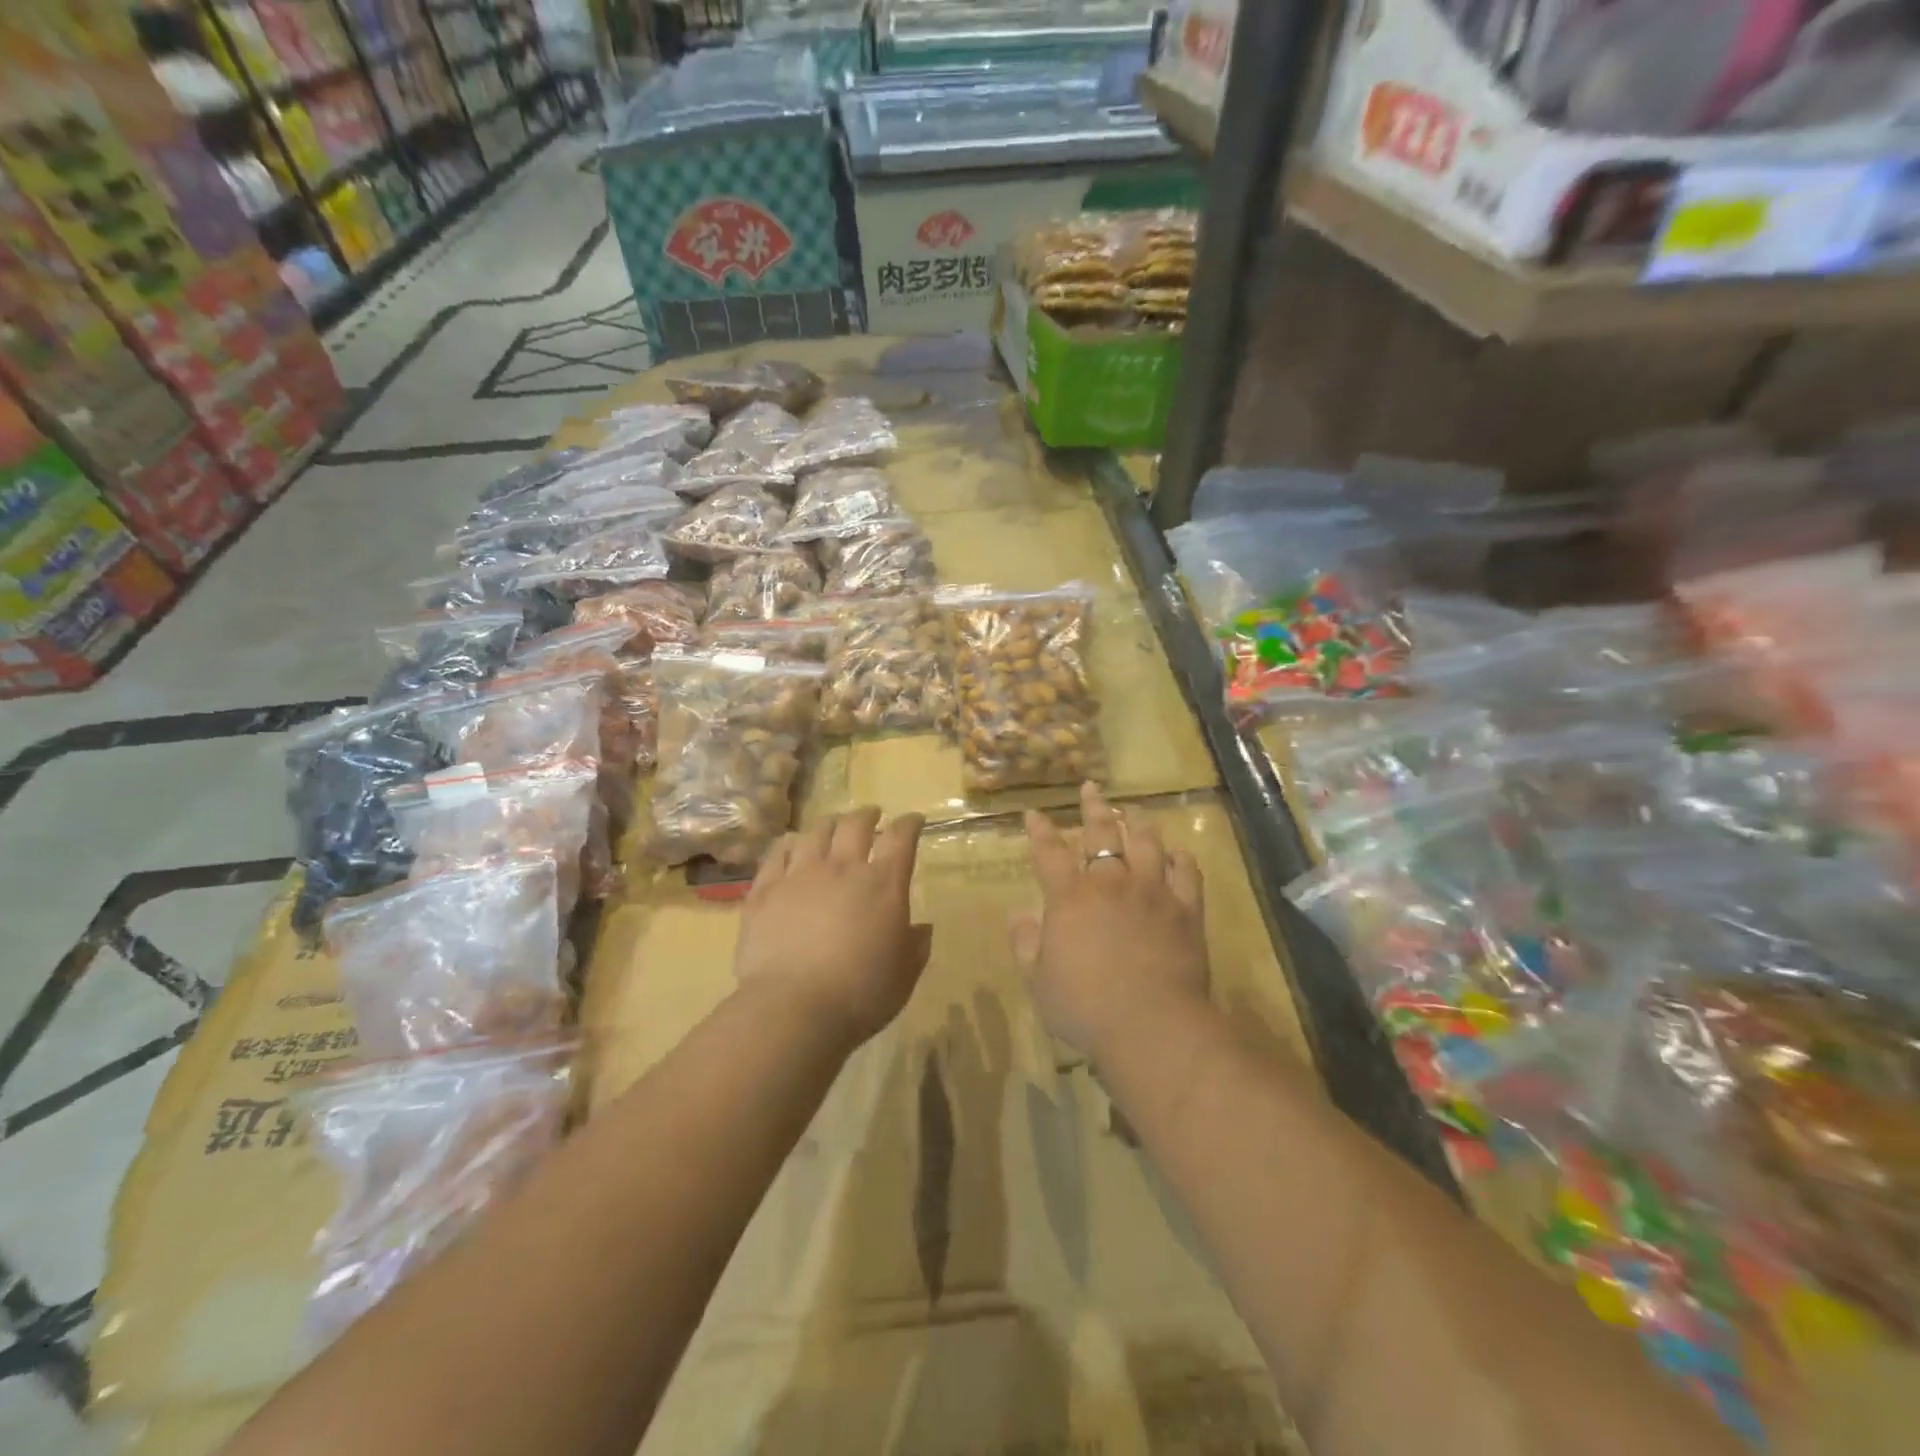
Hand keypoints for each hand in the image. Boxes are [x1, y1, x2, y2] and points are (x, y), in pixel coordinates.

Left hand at [735, 808, 931, 1046]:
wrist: (794, 1008)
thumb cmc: (861, 994)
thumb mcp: (904, 975)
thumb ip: (915, 946)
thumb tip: (921, 928)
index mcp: (883, 884)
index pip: (901, 838)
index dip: (909, 824)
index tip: (913, 820)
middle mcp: (842, 868)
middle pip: (855, 824)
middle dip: (867, 815)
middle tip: (872, 816)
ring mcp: (799, 875)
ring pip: (815, 833)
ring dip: (829, 824)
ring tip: (832, 826)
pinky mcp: (765, 891)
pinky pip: (776, 854)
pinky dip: (788, 845)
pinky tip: (791, 845)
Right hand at [1013, 783, 1209, 1058]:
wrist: (1151, 1025)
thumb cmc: (1084, 1006)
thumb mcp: (1038, 980)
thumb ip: (1026, 943)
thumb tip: (1018, 915)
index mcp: (1070, 897)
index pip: (1049, 853)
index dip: (1040, 831)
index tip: (1034, 813)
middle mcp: (1111, 883)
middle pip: (1101, 833)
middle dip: (1093, 808)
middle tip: (1091, 788)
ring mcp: (1153, 892)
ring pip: (1147, 843)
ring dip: (1138, 822)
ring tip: (1135, 810)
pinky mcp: (1186, 910)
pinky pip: (1187, 874)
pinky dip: (1182, 859)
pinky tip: (1178, 853)